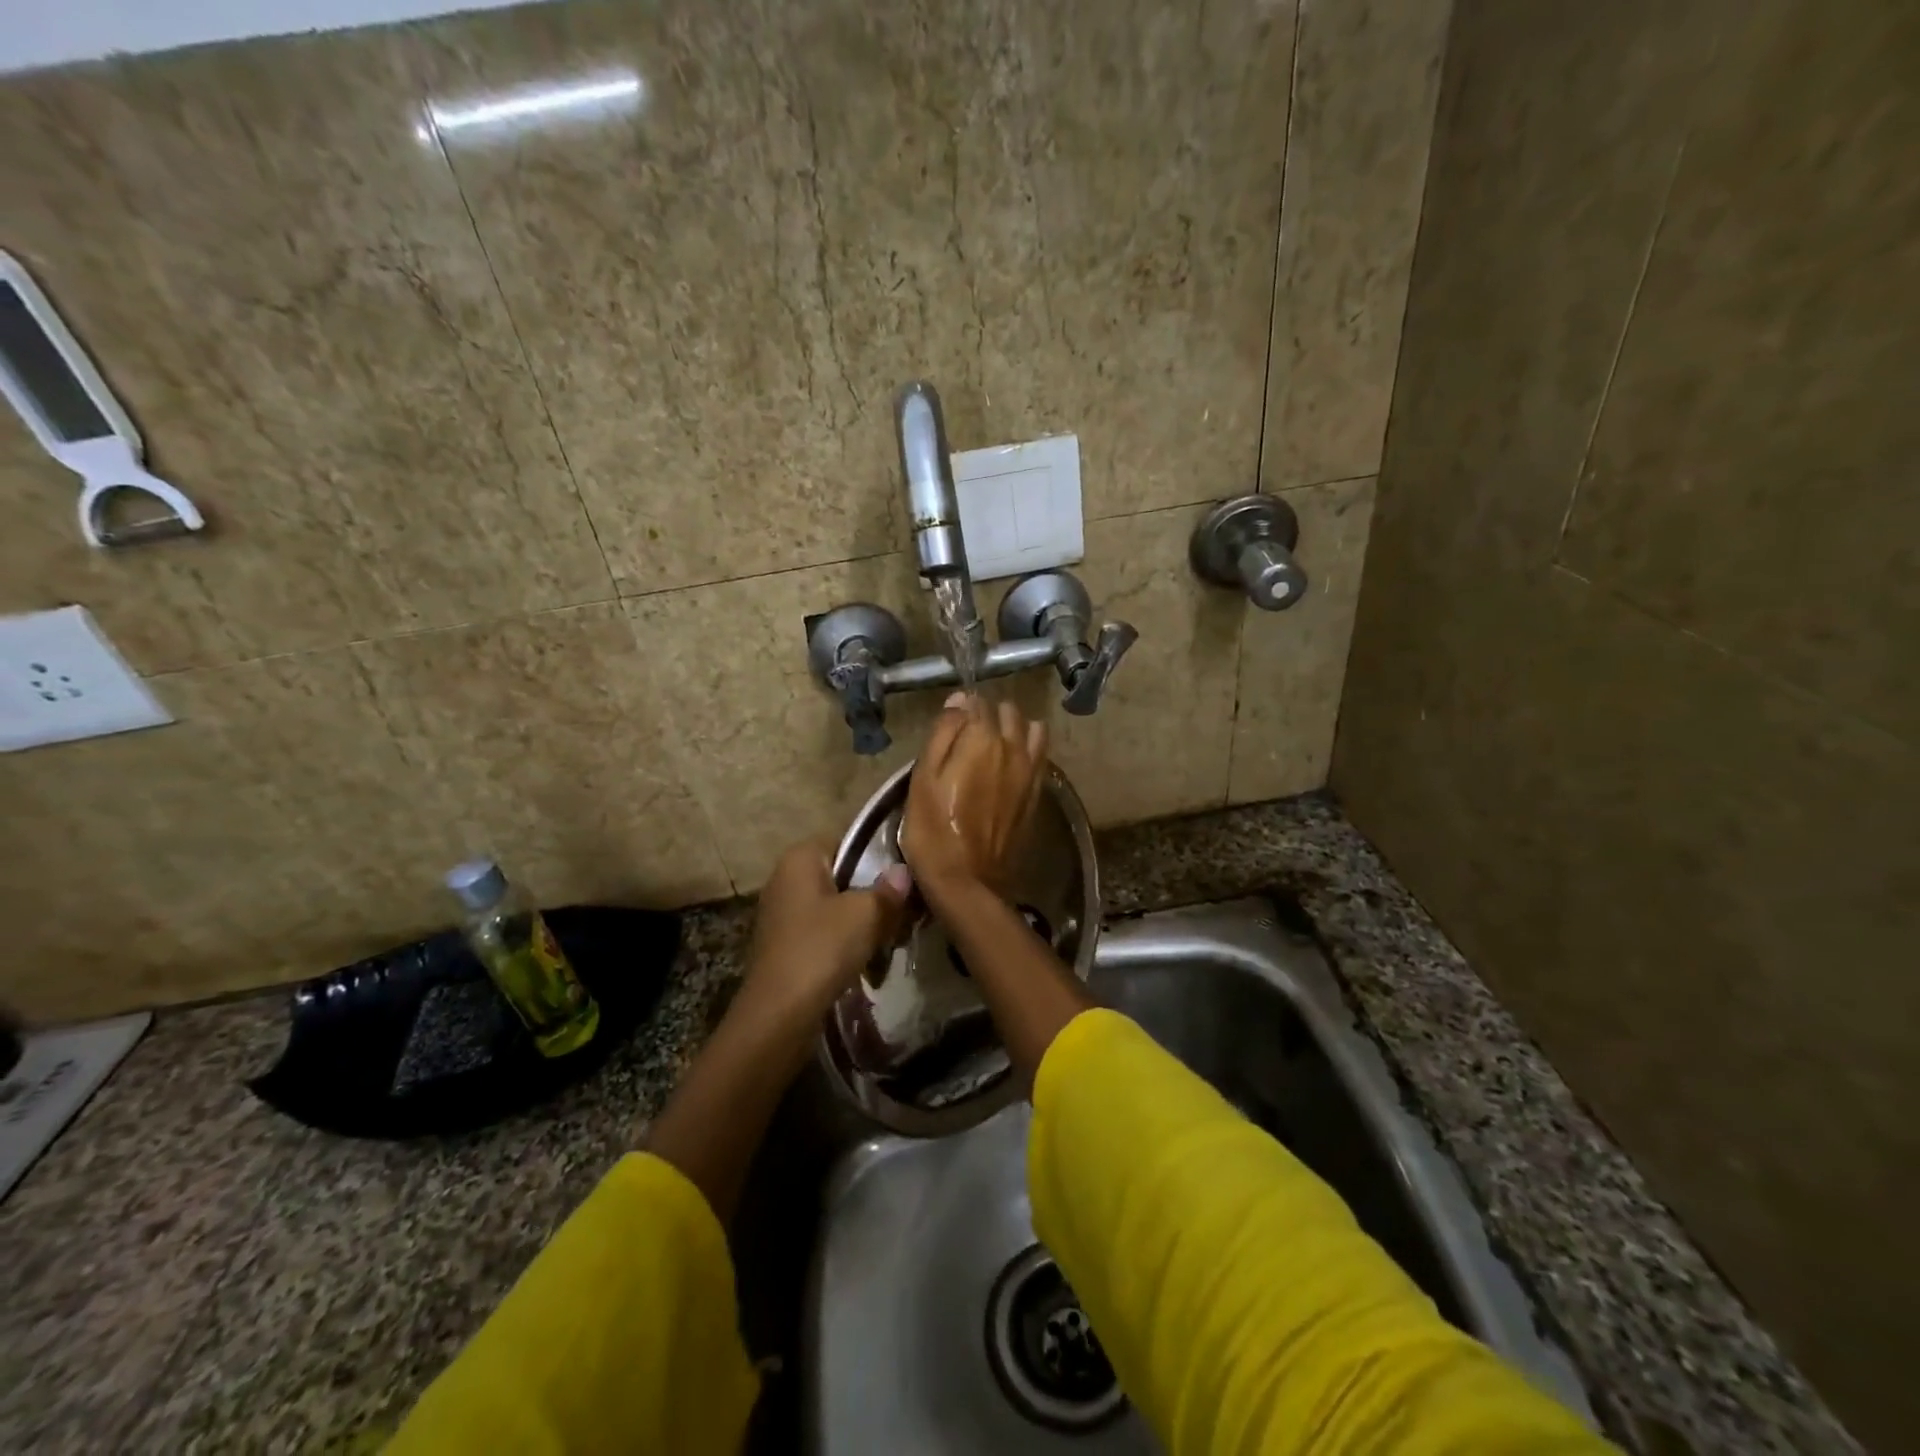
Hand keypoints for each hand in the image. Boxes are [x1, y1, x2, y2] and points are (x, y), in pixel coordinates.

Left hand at [733, 838, 912, 1055]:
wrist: (779, 1014)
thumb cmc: (822, 948)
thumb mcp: (866, 914)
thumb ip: (888, 890)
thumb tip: (903, 873)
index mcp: (800, 857)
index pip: (848, 841)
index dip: (880, 857)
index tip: (907, 877)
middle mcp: (786, 877)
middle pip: (843, 875)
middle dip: (873, 893)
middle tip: (904, 910)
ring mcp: (783, 912)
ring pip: (836, 905)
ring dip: (862, 921)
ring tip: (892, 937)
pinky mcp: (785, 944)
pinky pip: (824, 930)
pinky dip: (845, 941)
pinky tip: (868, 958)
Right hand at [902, 693, 1047, 897]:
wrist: (967, 880)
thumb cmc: (933, 828)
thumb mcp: (923, 778)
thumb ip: (942, 734)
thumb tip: (959, 701)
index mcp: (983, 739)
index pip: (976, 703)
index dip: (960, 709)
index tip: (948, 725)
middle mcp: (1014, 748)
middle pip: (1008, 712)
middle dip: (989, 715)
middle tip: (967, 737)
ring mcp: (1030, 771)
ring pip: (1033, 729)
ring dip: (1015, 728)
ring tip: (994, 746)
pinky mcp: (1037, 793)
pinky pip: (1041, 755)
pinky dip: (1029, 749)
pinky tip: (1011, 763)